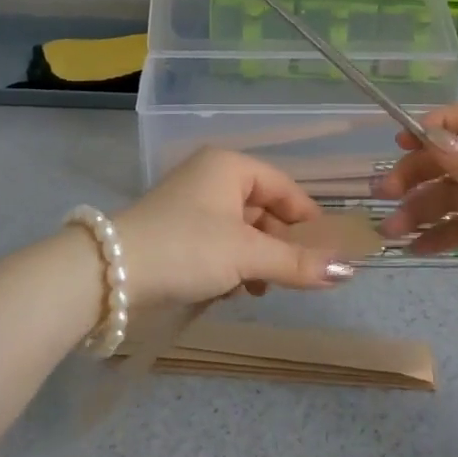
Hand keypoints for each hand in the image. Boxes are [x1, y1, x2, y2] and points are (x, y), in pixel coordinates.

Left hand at [113, 148, 356, 307]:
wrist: (109, 274)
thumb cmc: (186, 248)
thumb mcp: (247, 255)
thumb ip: (297, 262)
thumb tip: (348, 271)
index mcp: (230, 166)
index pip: (284, 186)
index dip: (308, 218)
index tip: (329, 251)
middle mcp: (211, 177)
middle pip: (264, 209)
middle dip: (280, 245)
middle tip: (297, 277)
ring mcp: (192, 204)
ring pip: (242, 230)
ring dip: (257, 260)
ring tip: (260, 288)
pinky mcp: (177, 231)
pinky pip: (220, 243)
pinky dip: (233, 264)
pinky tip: (233, 290)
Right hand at [377, 102, 457, 334]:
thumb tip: (432, 136)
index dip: (438, 124)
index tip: (403, 141)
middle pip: (455, 158)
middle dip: (419, 173)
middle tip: (384, 192)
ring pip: (454, 196)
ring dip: (421, 209)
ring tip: (391, 231)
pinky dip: (439, 235)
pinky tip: (415, 248)